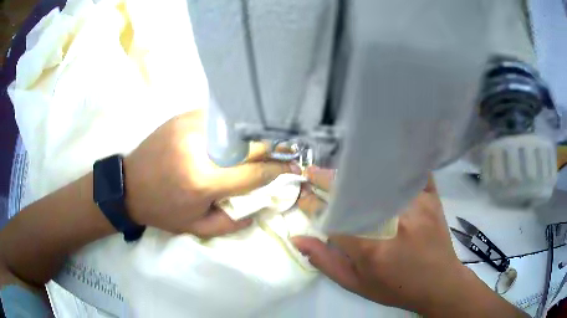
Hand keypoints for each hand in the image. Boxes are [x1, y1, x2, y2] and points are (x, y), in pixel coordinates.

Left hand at [125, 110, 299, 237]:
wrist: (129, 186)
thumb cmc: (162, 210)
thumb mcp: (196, 227)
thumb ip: (233, 222)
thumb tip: (261, 206)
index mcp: (203, 181)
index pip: (254, 172)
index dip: (278, 171)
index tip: (293, 168)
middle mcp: (199, 148)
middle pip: (249, 143)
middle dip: (270, 150)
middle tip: (280, 154)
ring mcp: (191, 126)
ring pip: (235, 125)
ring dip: (251, 136)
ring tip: (257, 145)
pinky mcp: (183, 117)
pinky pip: (218, 117)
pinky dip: (230, 126)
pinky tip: (231, 135)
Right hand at [293, 168, 469, 313]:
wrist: (439, 283)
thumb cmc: (396, 288)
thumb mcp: (356, 284)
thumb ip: (325, 261)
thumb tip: (297, 238)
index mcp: (372, 248)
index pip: (333, 217)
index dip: (312, 203)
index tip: (302, 193)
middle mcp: (394, 222)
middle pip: (355, 191)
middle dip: (328, 180)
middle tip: (314, 174)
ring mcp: (417, 205)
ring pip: (381, 178)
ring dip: (357, 172)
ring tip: (342, 172)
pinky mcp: (431, 197)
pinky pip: (410, 172)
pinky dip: (395, 164)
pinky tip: (382, 162)